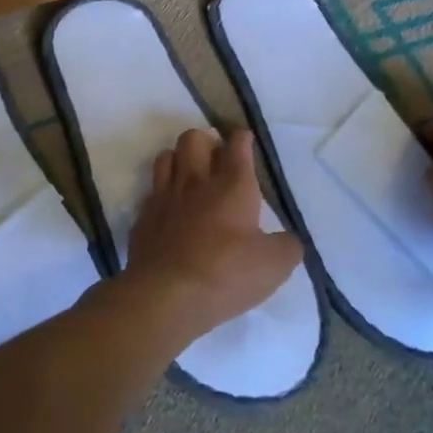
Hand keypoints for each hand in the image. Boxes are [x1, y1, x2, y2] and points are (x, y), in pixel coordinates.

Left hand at [124, 128, 302, 337]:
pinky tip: (170, 209)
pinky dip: (162, 193)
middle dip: (205, 140)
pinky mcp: (144, 217)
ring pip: (166, 156)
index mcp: (232, 186)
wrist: (167, 294)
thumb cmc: (226, 273)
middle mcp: (196, 182)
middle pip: (193, 138)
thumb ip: (287, 246)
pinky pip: (151, 190)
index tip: (245, 140)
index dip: (242, 138)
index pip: (237, 145)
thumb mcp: (274, 266)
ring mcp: (165, 197)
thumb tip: (288, 239)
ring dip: (179, 159)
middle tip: (216, 158)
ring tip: (190, 176)